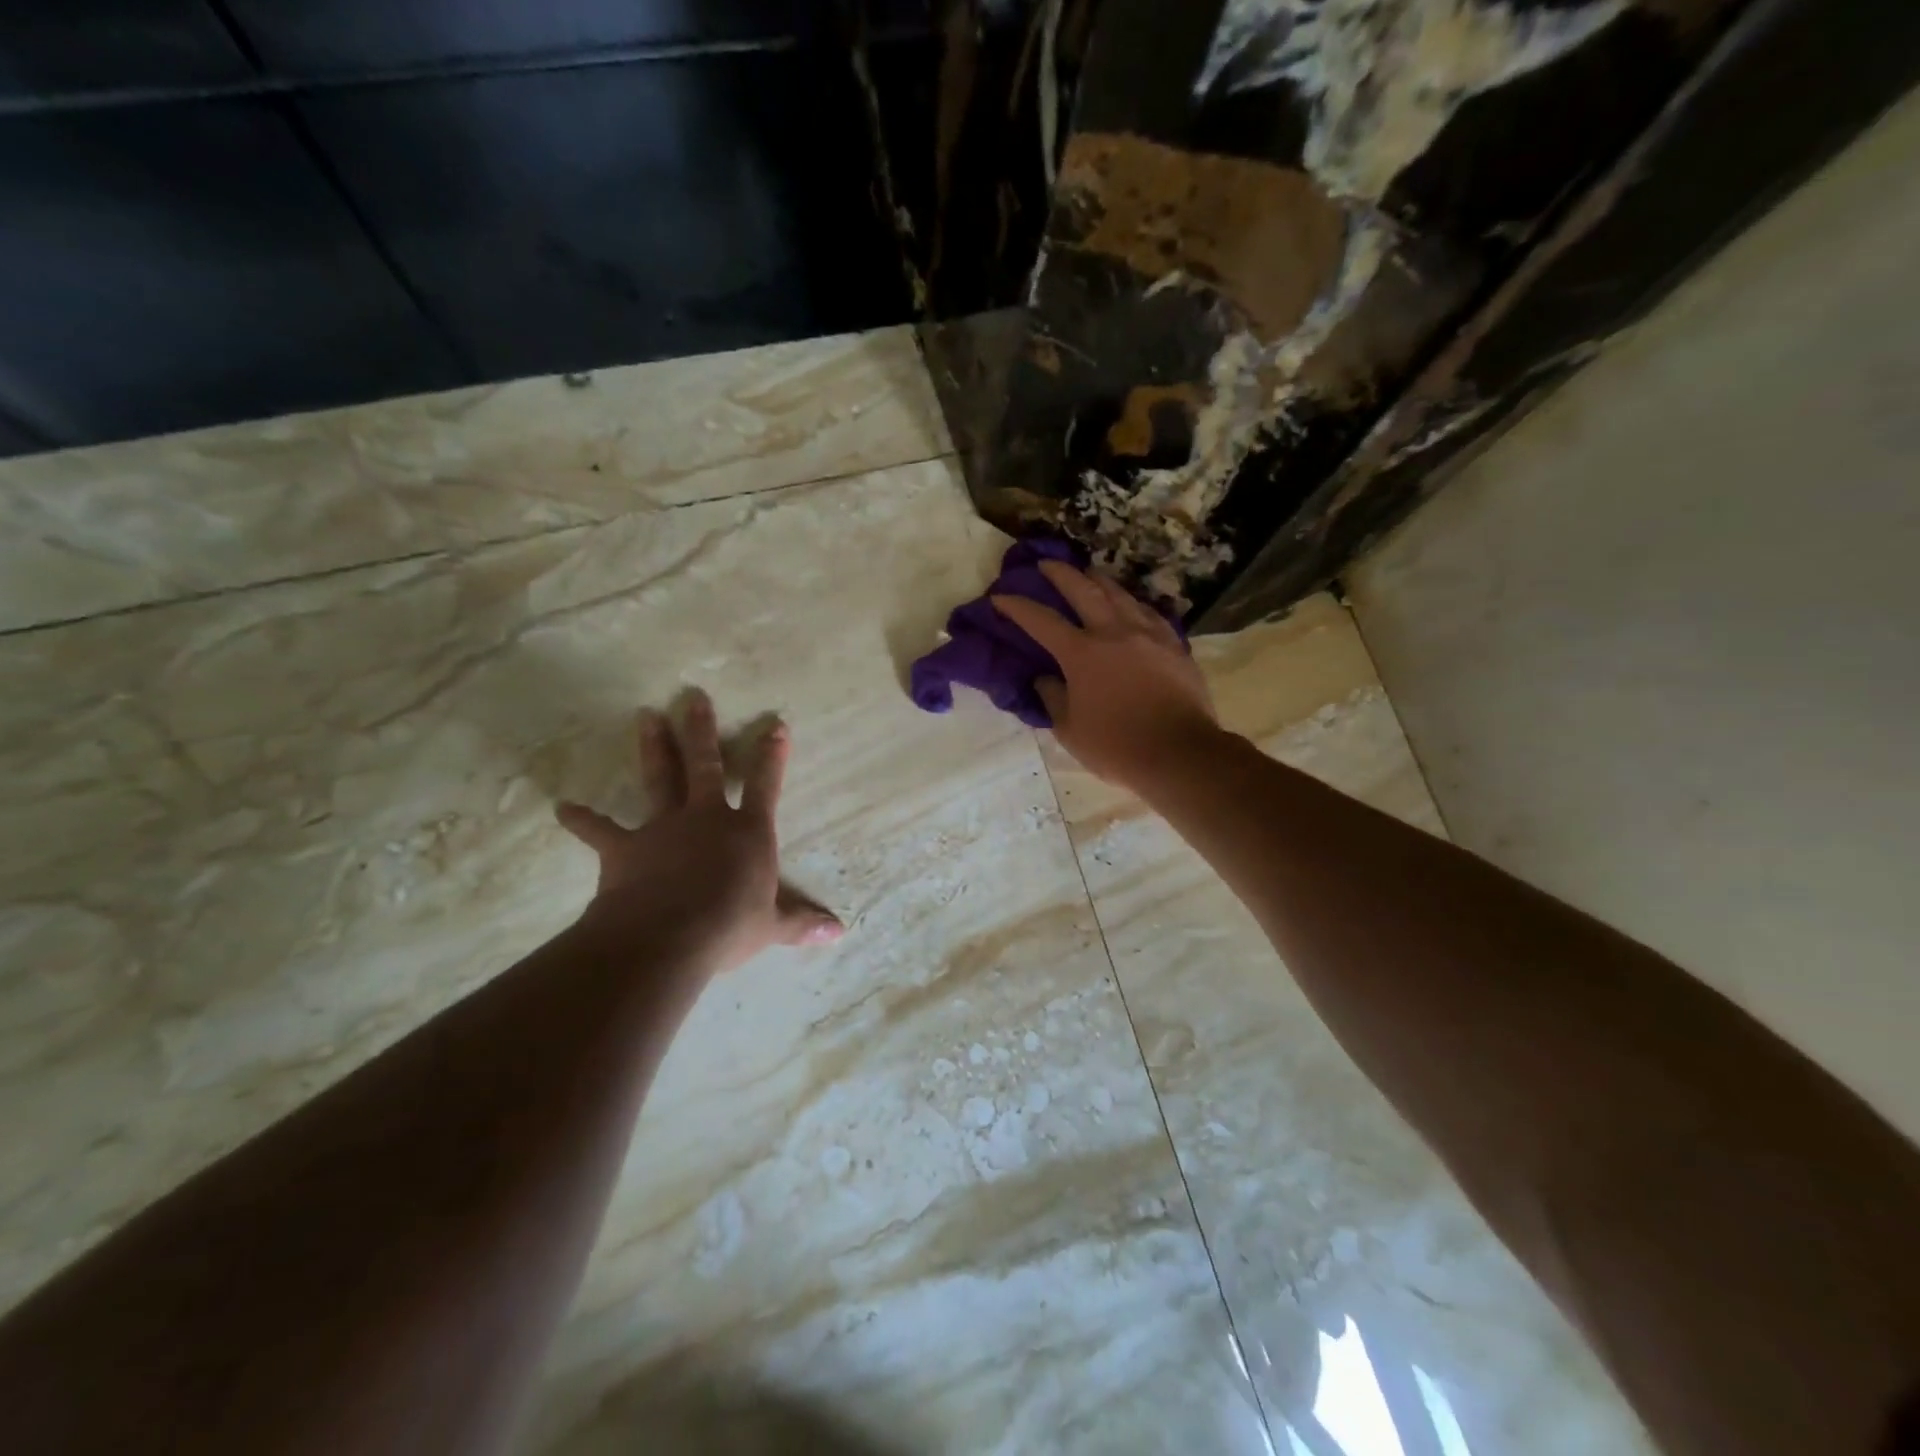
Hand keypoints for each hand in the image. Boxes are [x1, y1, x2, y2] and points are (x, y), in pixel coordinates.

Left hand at [554, 689, 843, 975]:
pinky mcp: (626, 848)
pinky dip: (582, 820)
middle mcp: (707, 819)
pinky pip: (600, 831)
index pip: (766, 786)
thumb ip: (802, 923)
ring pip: (660, 779)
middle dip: (701, 730)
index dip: (772, 756)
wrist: (668, 935)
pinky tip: (563, 809)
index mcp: (748, 833)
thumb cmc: (729, 925)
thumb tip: (838, 933)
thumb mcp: (773, 927)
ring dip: (653, 748)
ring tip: (645, 716)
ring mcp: (664, 828)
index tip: (776, 725)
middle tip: (693, 696)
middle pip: (706, 765)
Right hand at [990, 561, 1219, 792]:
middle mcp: (1113, 633)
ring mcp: (1147, 635)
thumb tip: (1044, 679)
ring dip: (1098, 580)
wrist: (1179, 753)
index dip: (1017, 607)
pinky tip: (1130, 604)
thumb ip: (1053, 698)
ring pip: (1120, 594)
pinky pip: (1148, 613)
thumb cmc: (1116, 747)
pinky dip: (1131, 603)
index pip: (1041, 621)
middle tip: (1046, 564)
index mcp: (1081, 654)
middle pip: (1083, 590)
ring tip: (1089, 574)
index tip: (1000, 597)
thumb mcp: (1070, 730)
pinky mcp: (1173, 645)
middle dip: (1060, 574)